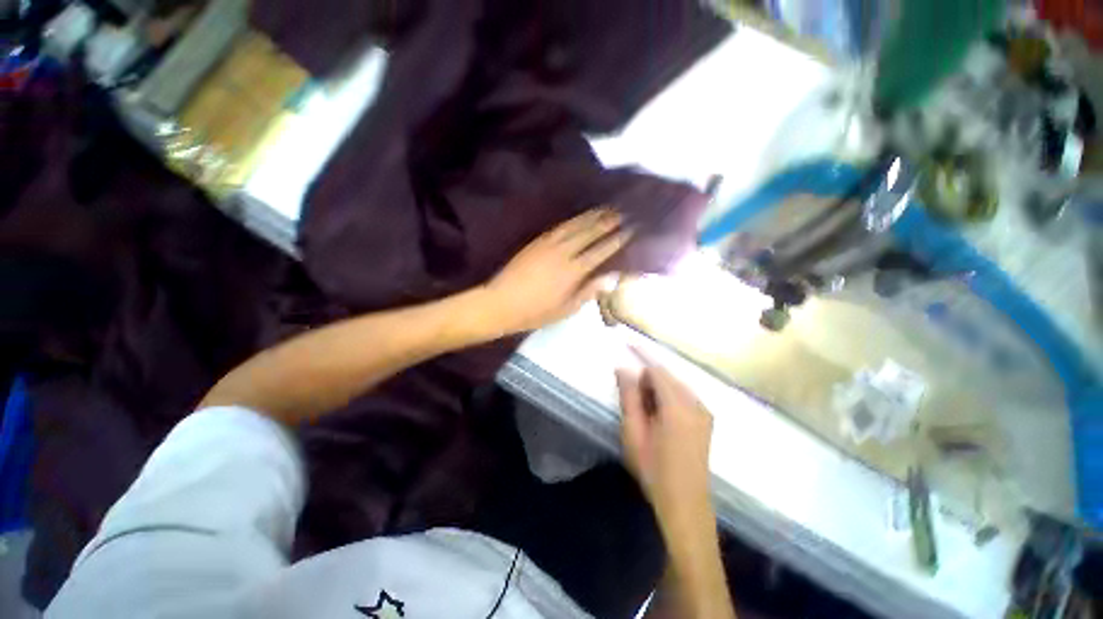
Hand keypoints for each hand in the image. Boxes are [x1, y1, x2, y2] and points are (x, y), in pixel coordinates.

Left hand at [483, 208, 630, 333]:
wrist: (502, 302)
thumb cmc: (536, 312)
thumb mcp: (566, 309)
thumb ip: (589, 291)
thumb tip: (613, 277)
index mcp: (573, 271)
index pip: (601, 250)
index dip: (618, 239)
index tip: (632, 228)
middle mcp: (564, 252)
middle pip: (590, 232)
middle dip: (608, 221)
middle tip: (624, 211)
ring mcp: (549, 244)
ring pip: (575, 225)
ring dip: (592, 216)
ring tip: (606, 208)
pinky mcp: (537, 242)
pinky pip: (559, 227)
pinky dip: (573, 220)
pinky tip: (579, 217)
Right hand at [617, 351, 713, 537]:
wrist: (686, 505)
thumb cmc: (654, 470)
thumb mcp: (633, 433)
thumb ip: (629, 397)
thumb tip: (623, 368)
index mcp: (678, 407)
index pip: (658, 370)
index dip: (641, 355)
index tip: (626, 343)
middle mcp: (696, 404)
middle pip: (668, 376)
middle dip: (647, 374)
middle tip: (628, 386)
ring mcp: (704, 412)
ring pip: (676, 385)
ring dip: (657, 385)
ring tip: (640, 402)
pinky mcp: (706, 420)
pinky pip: (684, 396)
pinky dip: (667, 394)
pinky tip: (656, 410)